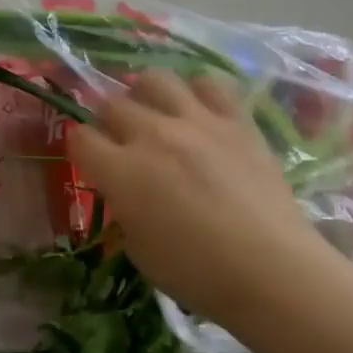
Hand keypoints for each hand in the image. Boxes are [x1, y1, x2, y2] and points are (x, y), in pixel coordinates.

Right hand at [68, 71, 333, 328]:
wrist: (272, 271)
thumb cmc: (196, 273)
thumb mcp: (137, 248)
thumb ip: (124, 206)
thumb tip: (127, 189)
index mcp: (121, 171)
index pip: (80, 137)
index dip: (80, 147)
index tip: (91, 160)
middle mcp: (152, 135)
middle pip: (112, 104)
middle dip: (108, 120)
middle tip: (121, 141)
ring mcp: (197, 123)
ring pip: (155, 79)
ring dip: (145, 93)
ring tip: (154, 112)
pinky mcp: (236, 122)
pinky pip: (210, 84)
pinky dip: (198, 92)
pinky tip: (199, 111)